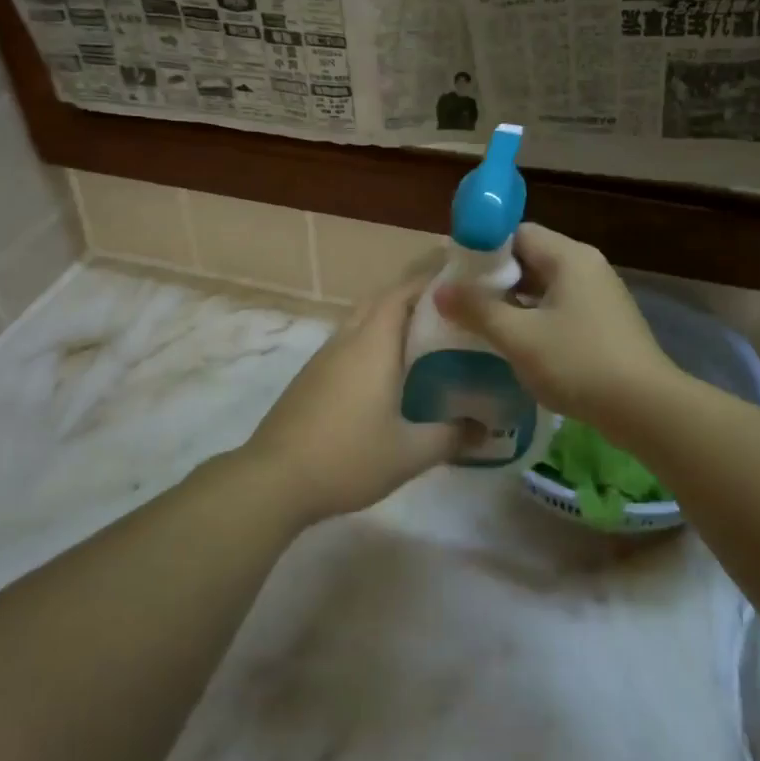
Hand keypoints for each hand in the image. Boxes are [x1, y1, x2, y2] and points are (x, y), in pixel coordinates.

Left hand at [240, 268, 471, 524]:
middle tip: (449, 308)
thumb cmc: (347, 458)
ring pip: (362, 320)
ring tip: (425, 335)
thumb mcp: (410, 453)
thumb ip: (451, 436)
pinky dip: (373, 341)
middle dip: (413, 295)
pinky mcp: (311, 377)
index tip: (461, 280)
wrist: (273, 480)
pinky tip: (389, 371)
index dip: (430, 280)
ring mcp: (324, 357)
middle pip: (381, 300)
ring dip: (390, 318)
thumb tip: (485, 429)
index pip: (403, 292)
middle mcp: (348, 339)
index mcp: (373, 344)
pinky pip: (349, 342)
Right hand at [435, 222, 677, 425]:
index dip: (482, 248)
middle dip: (494, 278)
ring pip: (545, 286)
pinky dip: (535, 317)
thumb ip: (477, 310)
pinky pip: (560, 307)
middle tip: (461, 300)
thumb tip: (441, 290)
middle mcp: (587, 266)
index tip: (454, 272)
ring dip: (513, 300)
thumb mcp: (519, 337)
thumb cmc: (578, 362)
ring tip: (479, 322)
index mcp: (569, 256)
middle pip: (531, 257)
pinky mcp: (605, 323)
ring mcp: (600, 295)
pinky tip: (515, 342)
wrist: (646, 408)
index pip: (517, 233)